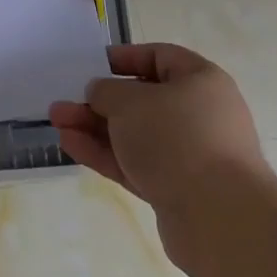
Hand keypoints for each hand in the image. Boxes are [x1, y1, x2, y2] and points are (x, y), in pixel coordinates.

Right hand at [50, 44, 269, 221]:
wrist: (219, 219)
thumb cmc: (176, 138)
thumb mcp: (130, 101)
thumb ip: (107, 91)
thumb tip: (101, 93)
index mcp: (201, 82)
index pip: (160, 57)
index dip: (124, 58)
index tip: (92, 65)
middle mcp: (200, 115)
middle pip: (142, 100)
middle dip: (99, 101)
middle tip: (65, 101)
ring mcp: (190, 155)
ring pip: (135, 135)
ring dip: (95, 127)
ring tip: (58, 122)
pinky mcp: (178, 190)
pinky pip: (135, 163)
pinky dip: (105, 154)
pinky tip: (71, 145)